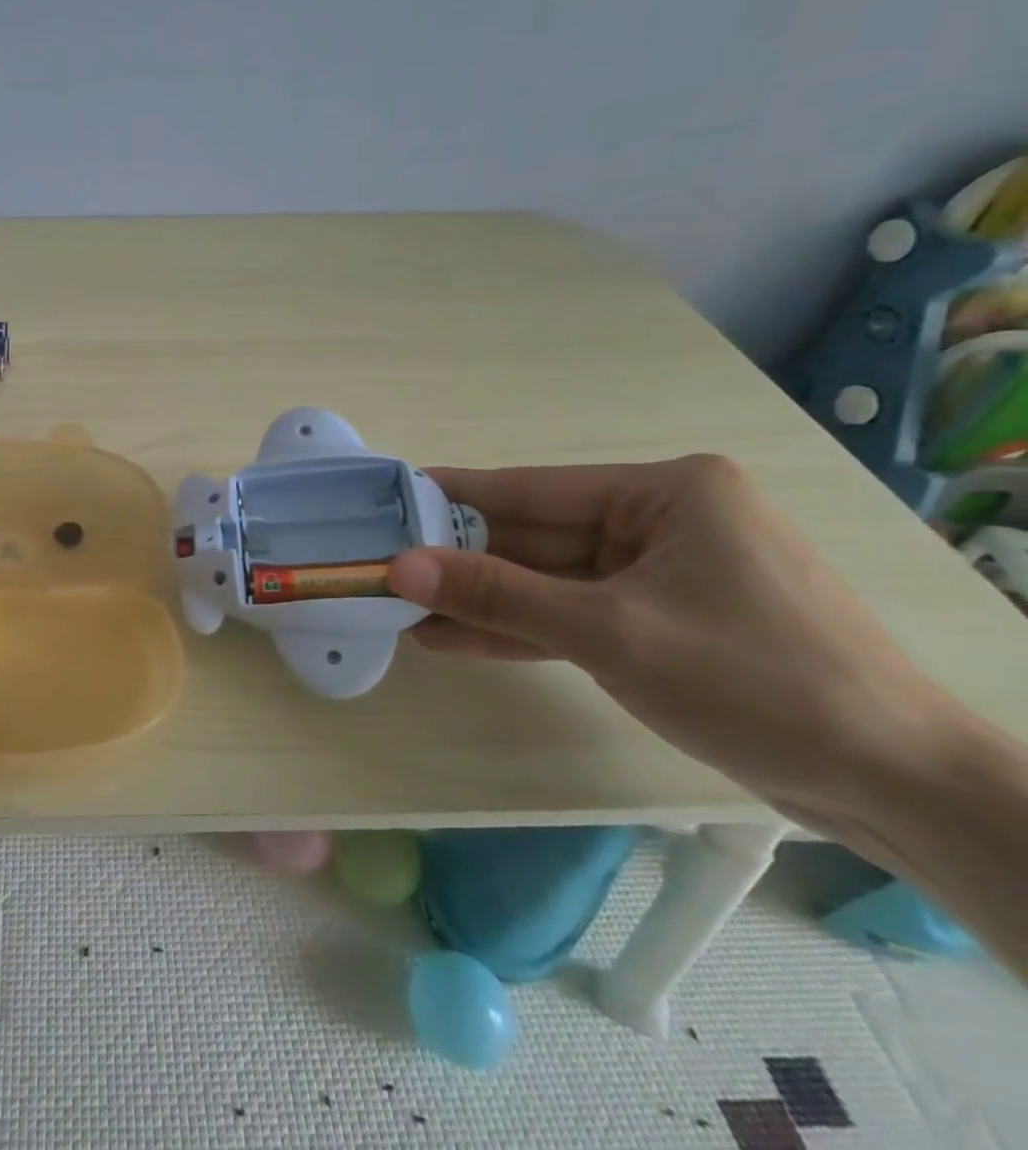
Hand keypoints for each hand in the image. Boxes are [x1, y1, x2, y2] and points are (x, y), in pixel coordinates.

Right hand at [385, 454, 954, 824]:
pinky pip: (569, 615)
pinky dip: (517, 629)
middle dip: (459, 561)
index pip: (531, 490)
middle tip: (381, 567)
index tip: (386, 503)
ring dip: (480, 600)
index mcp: (665, 493)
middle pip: (533, 537)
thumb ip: (497, 596)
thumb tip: (399, 568)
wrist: (898, 790)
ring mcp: (658, 575)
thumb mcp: (609, 632)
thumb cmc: (757, 682)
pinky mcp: (656, 622)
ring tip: (400, 609)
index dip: (452, 499)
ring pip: (545, 581)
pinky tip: (451, 638)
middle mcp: (660, 521)